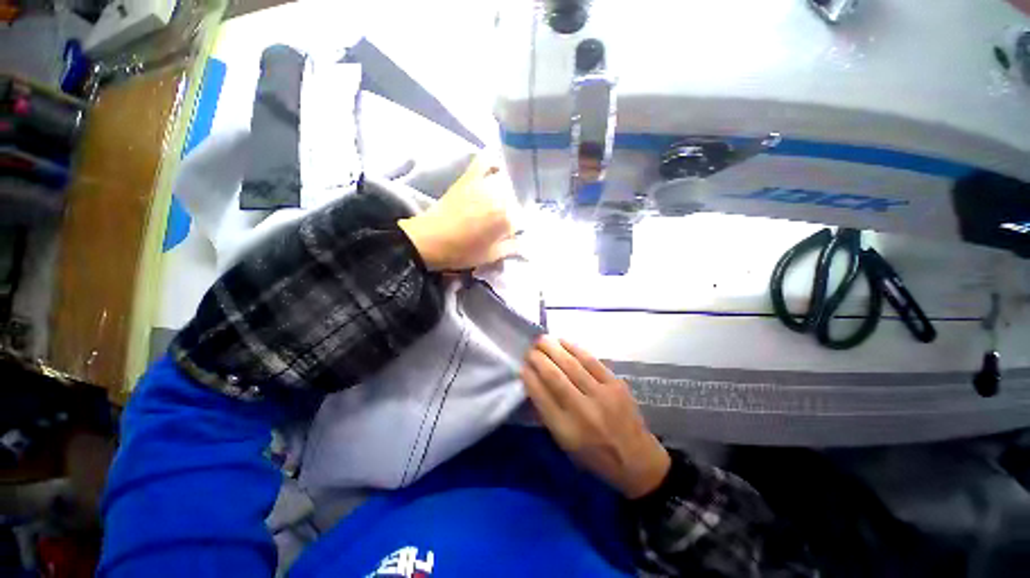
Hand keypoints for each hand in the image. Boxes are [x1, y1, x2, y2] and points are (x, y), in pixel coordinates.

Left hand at [398, 154, 517, 271]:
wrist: (429, 241)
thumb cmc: (462, 252)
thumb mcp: (491, 256)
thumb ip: (512, 248)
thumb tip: (524, 242)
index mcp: (507, 219)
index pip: (522, 220)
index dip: (517, 228)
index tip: (510, 234)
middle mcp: (500, 197)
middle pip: (516, 199)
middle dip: (514, 209)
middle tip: (505, 220)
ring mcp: (484, 184)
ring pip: (506, 181)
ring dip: (509, 189)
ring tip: (504, 198)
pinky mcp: (469, 177)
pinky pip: (485, 162)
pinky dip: (492, 163)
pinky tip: (496, 169)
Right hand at [521, 337, 671, 498]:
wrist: (637, 459)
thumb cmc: (595, 456)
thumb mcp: (565, 444)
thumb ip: (548, 414)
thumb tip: (534, 383)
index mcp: (566, 430)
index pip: (541, 396)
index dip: (529, 377)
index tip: (522, 365)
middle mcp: (582, 411)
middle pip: (555, 377)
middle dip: (538, 358)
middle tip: (530, 349)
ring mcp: (601, 395)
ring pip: (572, 365)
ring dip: (553, 349)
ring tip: (542, 339)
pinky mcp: (616, 384)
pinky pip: (591, 361)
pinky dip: (574, 348)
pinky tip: (563, 341)